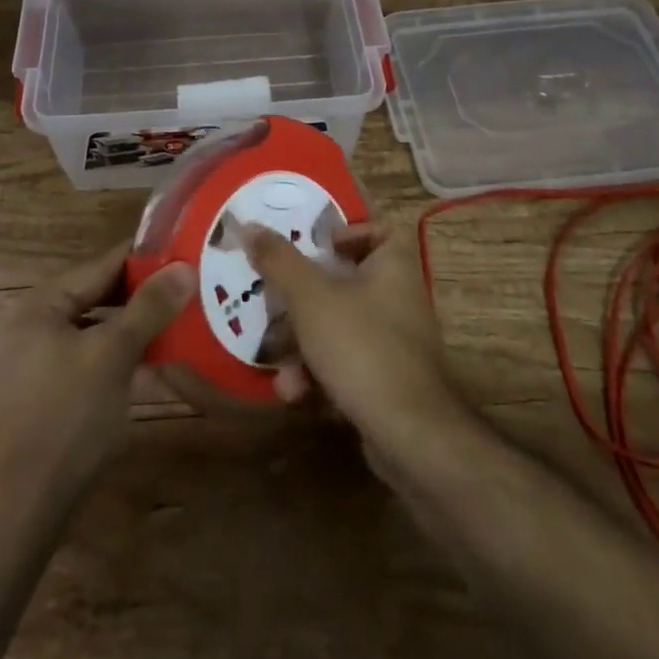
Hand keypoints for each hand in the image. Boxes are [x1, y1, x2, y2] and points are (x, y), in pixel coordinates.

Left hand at [0, 240, 194, 507]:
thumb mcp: (113, 356)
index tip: (187, 251)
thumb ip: (149, 308)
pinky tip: (156, 364)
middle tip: (192, 286)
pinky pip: (91, 360)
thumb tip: (184, 267)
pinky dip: (121, 357)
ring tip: (183, 320)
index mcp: (41, 305)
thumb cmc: (65, 419)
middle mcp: (34, 326)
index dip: (146, 257)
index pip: (102, 265)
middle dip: (144, 294)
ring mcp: (37, 363)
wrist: (19, 512)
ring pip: (97, 331)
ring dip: (136, 327)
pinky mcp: (47, 397)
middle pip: (99, 296)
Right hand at [244, 217, 463, 458]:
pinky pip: (350, 363)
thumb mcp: (309, 296)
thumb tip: (249, 224)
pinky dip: (322, 373)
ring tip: (277, 360)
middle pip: (350, 281)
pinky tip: (295, 392)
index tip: (316, 246)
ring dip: (305, 343)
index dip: (349, 232)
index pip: (380, 229)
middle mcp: (401, 298)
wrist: (409, 434)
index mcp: (394, 265)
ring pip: (343, 327)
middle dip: (306, 297)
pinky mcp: (390, 381)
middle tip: (277, 301)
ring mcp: (398, 343)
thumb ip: (279, 259)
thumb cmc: (360, 345)